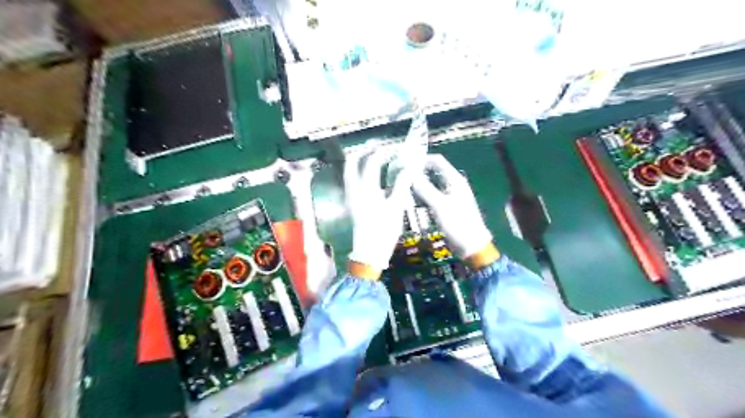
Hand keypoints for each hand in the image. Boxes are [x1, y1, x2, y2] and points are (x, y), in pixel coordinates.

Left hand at [344, 147, 412, 276]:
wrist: (369, 251)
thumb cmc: (383, 230)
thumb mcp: (396, 207)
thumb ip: (401, 184)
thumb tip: (408, 167)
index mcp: (365, 188)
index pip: (373, 161)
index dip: (385, 152)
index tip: (397, 149)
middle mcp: (353, 188)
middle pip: (353, 161)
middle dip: (365, 151)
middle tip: (379, 147)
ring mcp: (350, 195)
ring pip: (350, 170)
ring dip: (360, 160)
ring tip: (375, 157)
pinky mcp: (351, 202)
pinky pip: (351, 180)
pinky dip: (360, 172)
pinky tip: (372, 175)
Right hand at [410, 154, 496, 264]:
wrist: (471, 246)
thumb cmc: (457, 223)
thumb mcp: (439, 206)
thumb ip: (424, 189)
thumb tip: (409, 174)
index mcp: (454, 180)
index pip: (437, 161)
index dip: (422, 159)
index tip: (405, 163)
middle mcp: (452, 184)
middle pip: (433, 172)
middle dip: (417, 173)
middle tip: (400, 176)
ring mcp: (449, 196)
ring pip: (431, 185)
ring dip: (418, 185)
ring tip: (402, 187)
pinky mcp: (445, 206)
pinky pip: (431, 196)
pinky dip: (422, 196)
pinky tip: (410, 200)